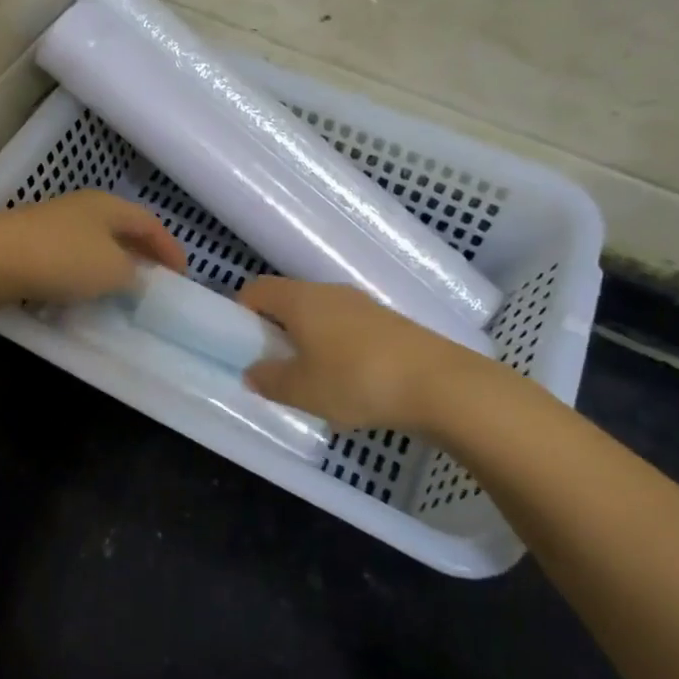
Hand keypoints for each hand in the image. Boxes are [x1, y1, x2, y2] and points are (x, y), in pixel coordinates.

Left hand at [0, 190, 186, 308]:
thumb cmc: (61, 259)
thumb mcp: (112, 270)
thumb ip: (134, 274)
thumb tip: (137, 277)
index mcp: (108, 206)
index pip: (150, 222)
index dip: (170, 248)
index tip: (183, 275)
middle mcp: (82, 208)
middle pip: (122, 229)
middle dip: (142, 254)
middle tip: (157, 281)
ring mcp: (53, 224)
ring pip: (94, 244)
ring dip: (112, 266)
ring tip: (123, 292)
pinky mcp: (29, 244)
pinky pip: (69, 259)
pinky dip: (84, 275)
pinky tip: (83, 295)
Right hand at [238, 277, 490, 435]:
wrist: (438, 384)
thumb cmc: (356, 380)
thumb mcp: (302, 390)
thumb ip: (269, 380)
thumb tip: (253, 371)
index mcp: (300, 299)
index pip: (257, 289)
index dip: (241, 311)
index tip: (240, 343)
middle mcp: (329, 292)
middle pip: (289, 300)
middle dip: (275, 330)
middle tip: (272, 366)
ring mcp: (362, 305)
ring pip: (320, 315)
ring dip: (308, 340)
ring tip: (311, 380)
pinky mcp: (388, 323)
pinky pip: (347, 329)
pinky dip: (337, 348)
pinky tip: (348, 383)